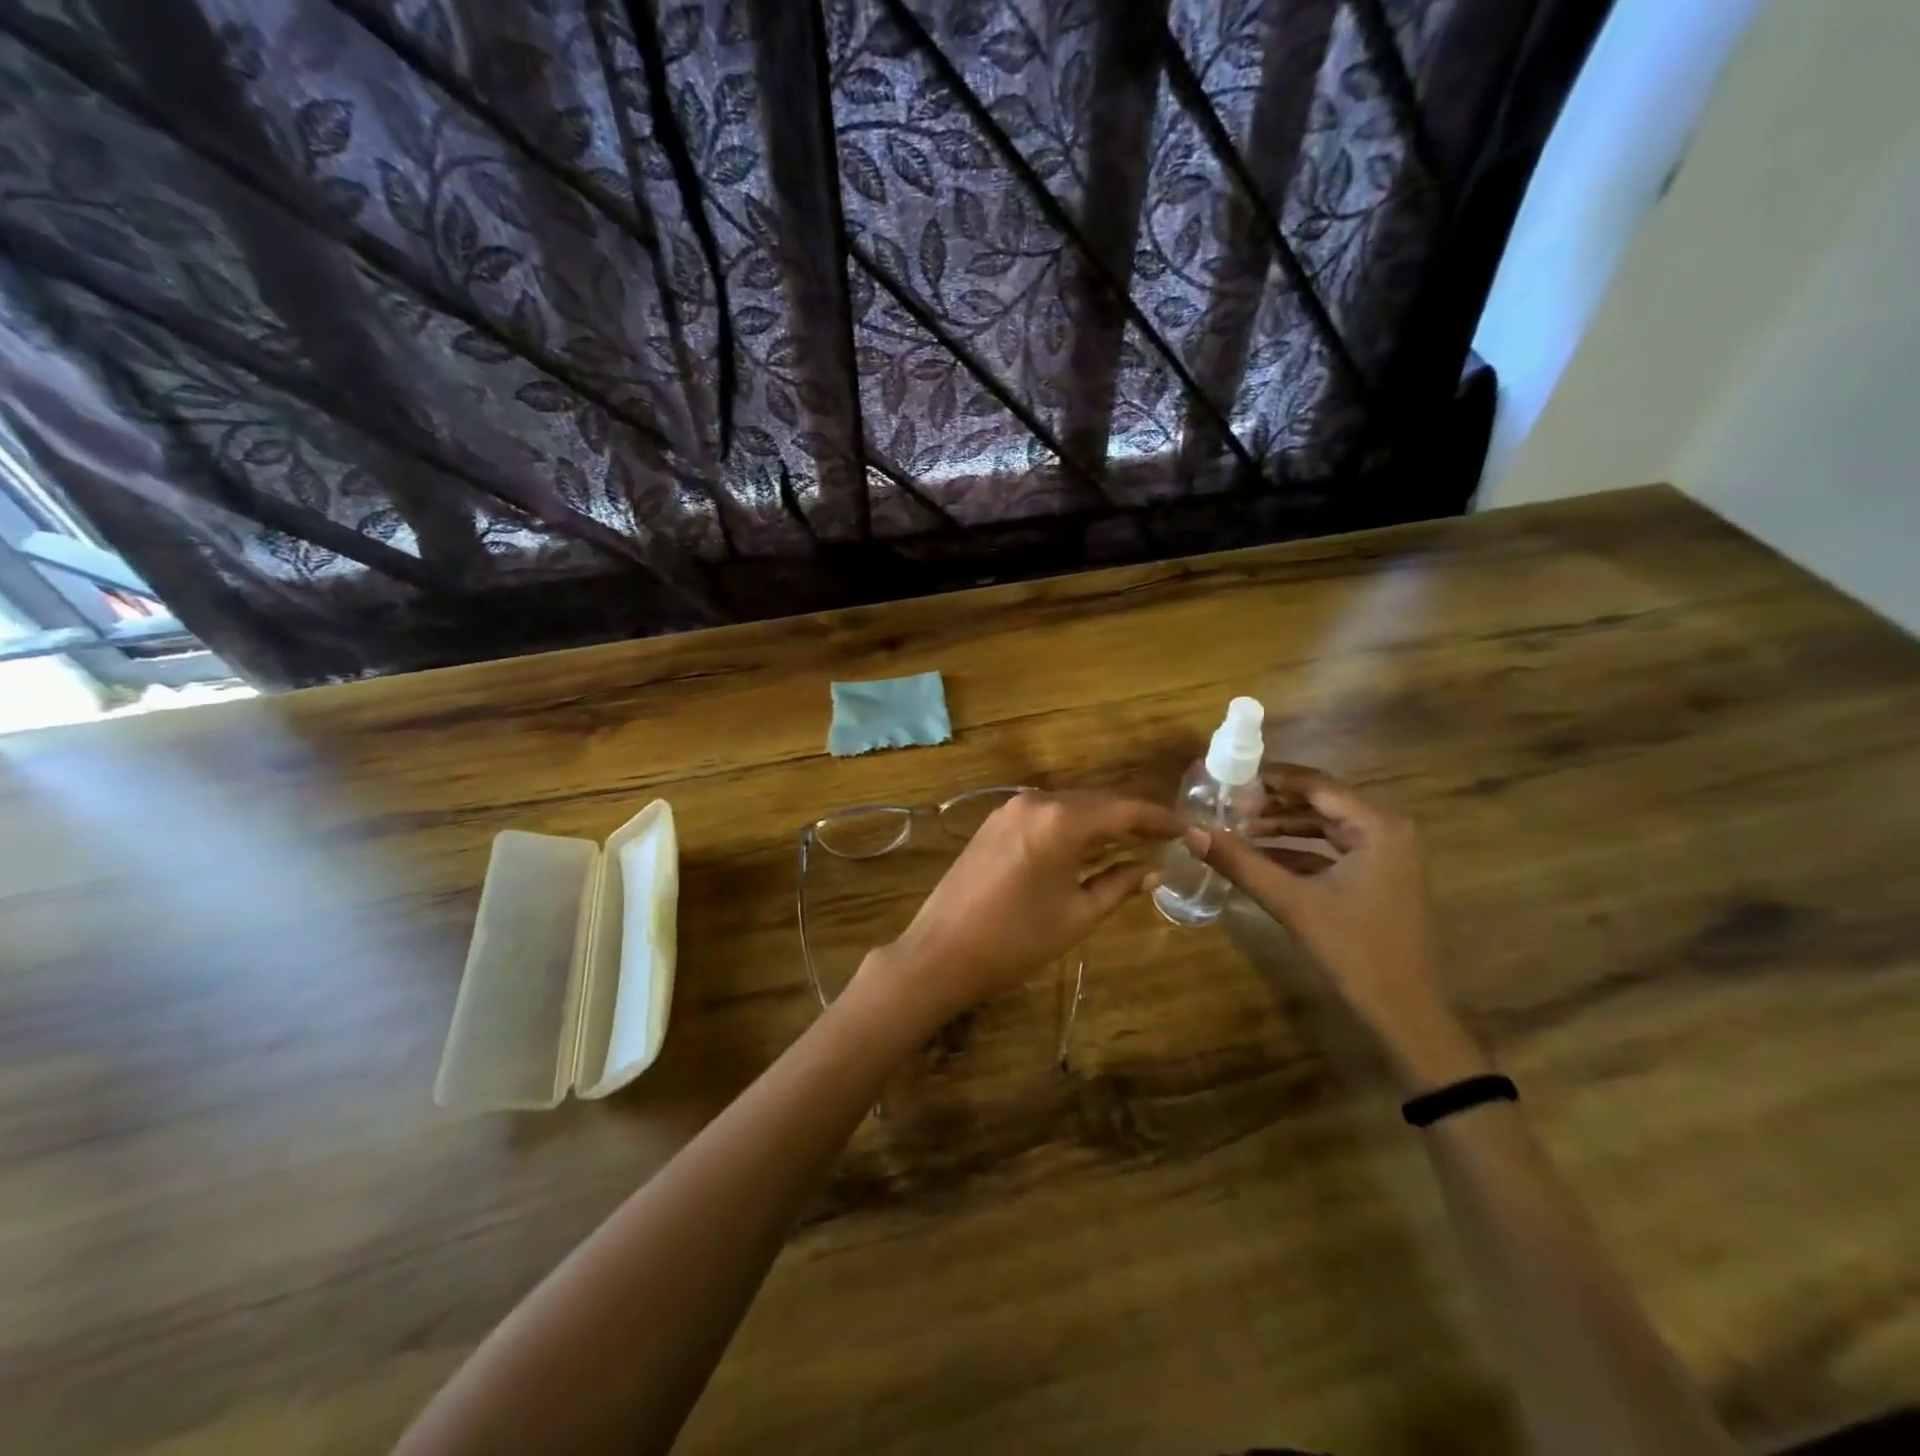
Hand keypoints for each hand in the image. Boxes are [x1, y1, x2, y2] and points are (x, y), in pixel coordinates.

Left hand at [861, 790, 1179, 1025]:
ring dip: (1102, 821)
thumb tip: (1153, 869)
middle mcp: (1035, 801)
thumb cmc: (1015, 940)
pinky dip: (1073, 825)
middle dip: (1133, 818)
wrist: (941, 952)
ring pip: (1071, 806)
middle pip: (1097, 801)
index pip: (1123, 809)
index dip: (1159, 819)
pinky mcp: (995, 822)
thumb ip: (1119, 884)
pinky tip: (1090, 845)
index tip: (1188, 829)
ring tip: (1136, 841)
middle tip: (1167, 838)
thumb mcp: (1077, 915)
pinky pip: (1046, 814)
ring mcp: (1010, 808)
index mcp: (1060, 820)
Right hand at [1191, 765, 1484, 1088]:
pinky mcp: (1380, 878)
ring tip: (1237, 830)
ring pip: (1325, 827)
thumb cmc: (1354, 949)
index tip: (1229, 780)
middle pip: (1320, 802)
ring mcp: (1388, 856)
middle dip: (1272, 804)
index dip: (1270, 780)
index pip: (1316, 784)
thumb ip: (1241, 863)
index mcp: (1379, 826)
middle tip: (1227, 806)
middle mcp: (1389, 830)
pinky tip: (1260, 859)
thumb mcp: (1292, 902)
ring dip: (1282, 828)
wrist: (1404, 1013)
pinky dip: (1298, 852)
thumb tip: (1191, 832)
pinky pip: (1333, 851)